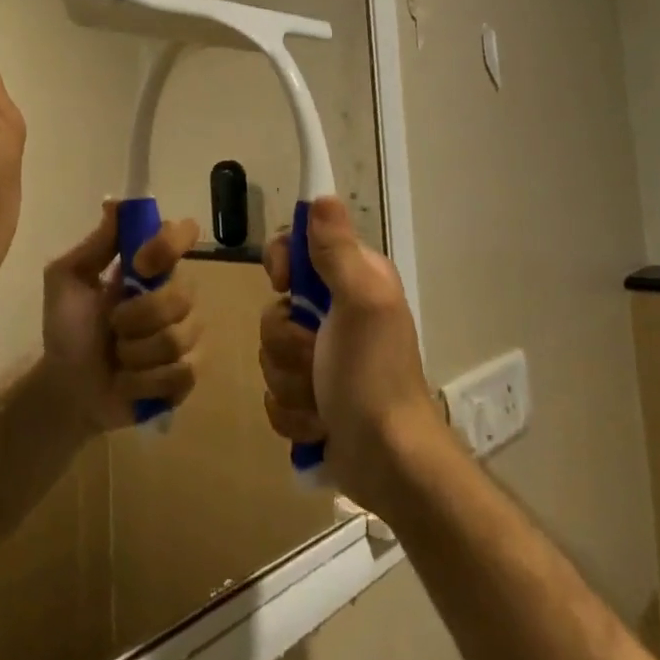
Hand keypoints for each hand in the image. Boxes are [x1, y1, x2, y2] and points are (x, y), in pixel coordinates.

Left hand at [41, 202, 202, 433]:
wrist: (66, 388)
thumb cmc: (67, 329)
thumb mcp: (66, 280)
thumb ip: (94, 245)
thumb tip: (115, 203)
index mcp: (149, 267)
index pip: (182, 235)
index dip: (169, 244)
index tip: (141, 263)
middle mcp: (175, 294)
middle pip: (183, 293)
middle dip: (139, 315)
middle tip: (113, 325)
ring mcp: (186, 335)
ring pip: (179, 337)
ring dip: (136, 352)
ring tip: (118, 357)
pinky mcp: (187, 375)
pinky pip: (181, 372)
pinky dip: (145, 381)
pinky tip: (128, 382)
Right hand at [258, 197, 437, 508]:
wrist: (389, 463)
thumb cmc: (374, 376)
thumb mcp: (360, 303)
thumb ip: (337, 250)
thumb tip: (321, 195)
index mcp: (353, 281)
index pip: (297, 247)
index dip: (282, 263)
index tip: (284, 283)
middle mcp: (336, 314)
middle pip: (275, 307)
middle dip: (287, 340)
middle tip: (317, 355)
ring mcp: (321, 359)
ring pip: (270, 352)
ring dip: (290, 381)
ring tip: (322, 399)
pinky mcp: (309, 398)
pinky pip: (274, 392)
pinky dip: (293, 413)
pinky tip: (319, 424)